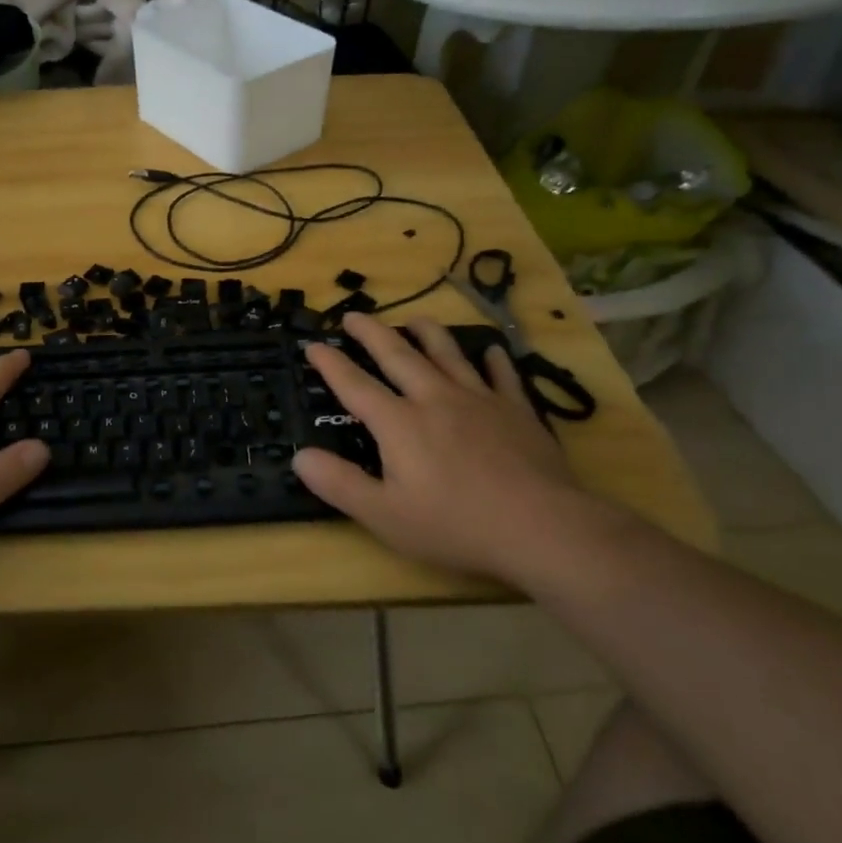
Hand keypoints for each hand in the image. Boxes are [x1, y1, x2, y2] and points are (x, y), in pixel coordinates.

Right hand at [293, 313, 593, 582]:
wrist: (541, 526)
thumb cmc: (455, 524)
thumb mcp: (384, 515)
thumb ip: (339, 484)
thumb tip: (300, 456)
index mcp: (399, 423)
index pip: (355, 385)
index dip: (330, 364)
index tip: (313, 345)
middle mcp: (435, 399)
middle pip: (397, 355)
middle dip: (371, 333)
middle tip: (353, 316)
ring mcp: (479, 400)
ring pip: (447, 354)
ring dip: (426, 332)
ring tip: (413, 319)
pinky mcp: (517, 410)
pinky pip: (501, 374)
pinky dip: (493, 359)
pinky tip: (490, 352)